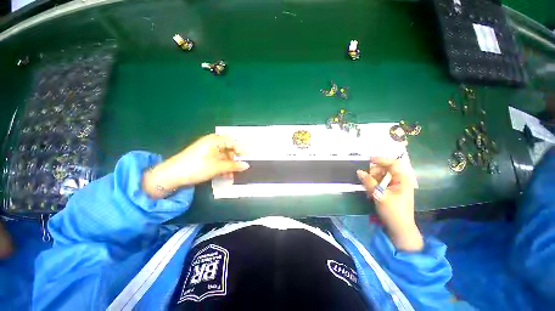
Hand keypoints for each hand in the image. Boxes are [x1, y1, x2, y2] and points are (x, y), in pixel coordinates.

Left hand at [142, 134, 248, 197]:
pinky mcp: (204, 158)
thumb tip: (247, 165)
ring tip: (233, 175)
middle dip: (236, 159)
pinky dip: (223, 167)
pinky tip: (225, 175)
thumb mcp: (217, 167)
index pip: (234, 142)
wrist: (171, 175)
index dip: (243, 149)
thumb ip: (233, 165)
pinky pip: (218, 160)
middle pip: (229, 149)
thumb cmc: (196, 167)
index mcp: (215, 140)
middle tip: (242, 168)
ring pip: (224, 156)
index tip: (252, 156)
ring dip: (229, 165)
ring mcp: (208, 150)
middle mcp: (212, 143)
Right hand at [357, 157, 422, 251]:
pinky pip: (378, 184)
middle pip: (384, 169)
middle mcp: (399, 181)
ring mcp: (393, 187)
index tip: (368, 160)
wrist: (398, 229)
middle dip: (373, 172)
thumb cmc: (393, 212)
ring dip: (371, 179)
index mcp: (402, 180)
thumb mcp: (380, 196)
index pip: (393, 164)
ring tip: (366, 187)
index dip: (381, 160)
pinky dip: (372, 185)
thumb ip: (369, 182)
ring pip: (380, 177)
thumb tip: (359, 171)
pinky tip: (369, 192)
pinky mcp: (388, 192)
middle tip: (365, 177)